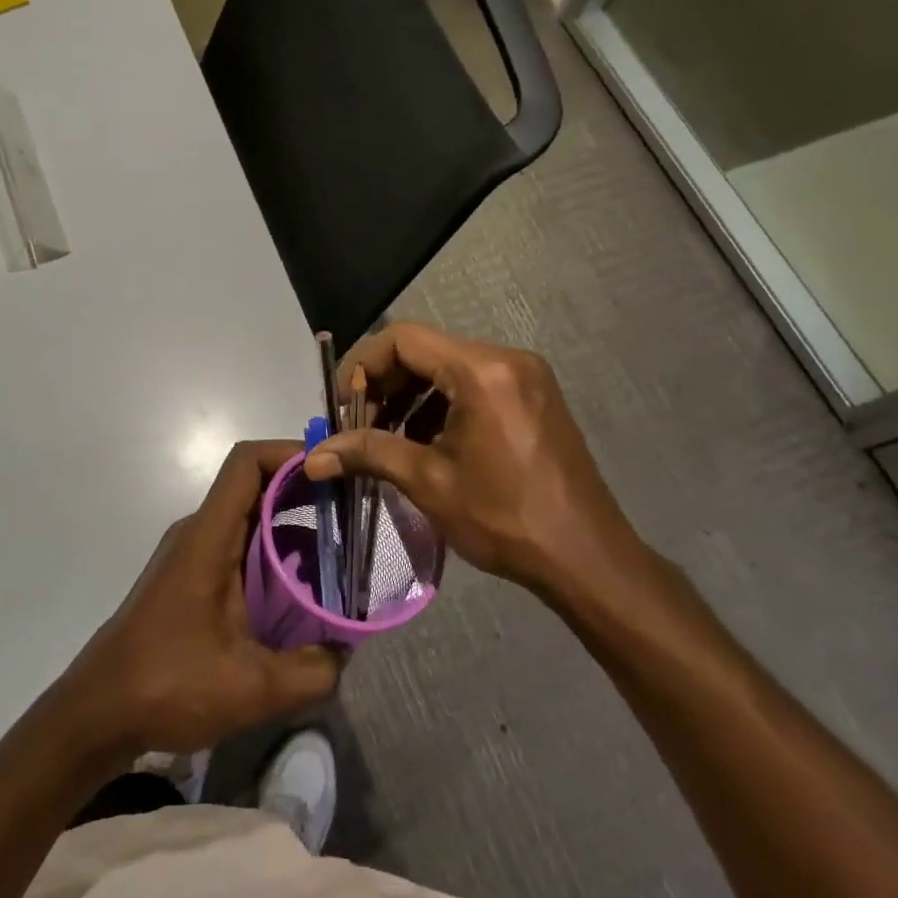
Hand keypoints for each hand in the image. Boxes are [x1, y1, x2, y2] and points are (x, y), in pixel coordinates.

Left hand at [56, 441, 340, 757]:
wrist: (97, 713)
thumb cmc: (168, 686)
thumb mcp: (252, 688)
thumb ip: (312, 671)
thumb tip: (345, 652)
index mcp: (209, 538)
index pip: (247, 463)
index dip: (290, 453)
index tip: (334, 471)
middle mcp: (198, 533)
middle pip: (253, 486)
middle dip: (303, 493)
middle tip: (349, 517)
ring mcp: (190, 555)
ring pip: (247, 520)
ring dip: (290, 529)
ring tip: (335, 560)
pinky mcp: (188, 578)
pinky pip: (236, 547)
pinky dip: (271, 556)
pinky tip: (297, 595)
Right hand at [303, 324, 647, 602]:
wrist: (586, 558)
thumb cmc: (504, 518)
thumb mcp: (428, 481)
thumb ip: (368, 453)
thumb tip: (311, 458)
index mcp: (481, 370)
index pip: (402, 339)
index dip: (361, 366)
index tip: (342, 406)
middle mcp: (506, 359)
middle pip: (425, 351)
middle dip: (384, 385)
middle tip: (358, 427)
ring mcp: (525, 377)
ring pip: (447, 368)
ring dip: (410, 397)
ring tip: (386, 440)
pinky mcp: (534, 397)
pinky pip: (473, 385)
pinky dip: (440, 406)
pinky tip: (424, 443)